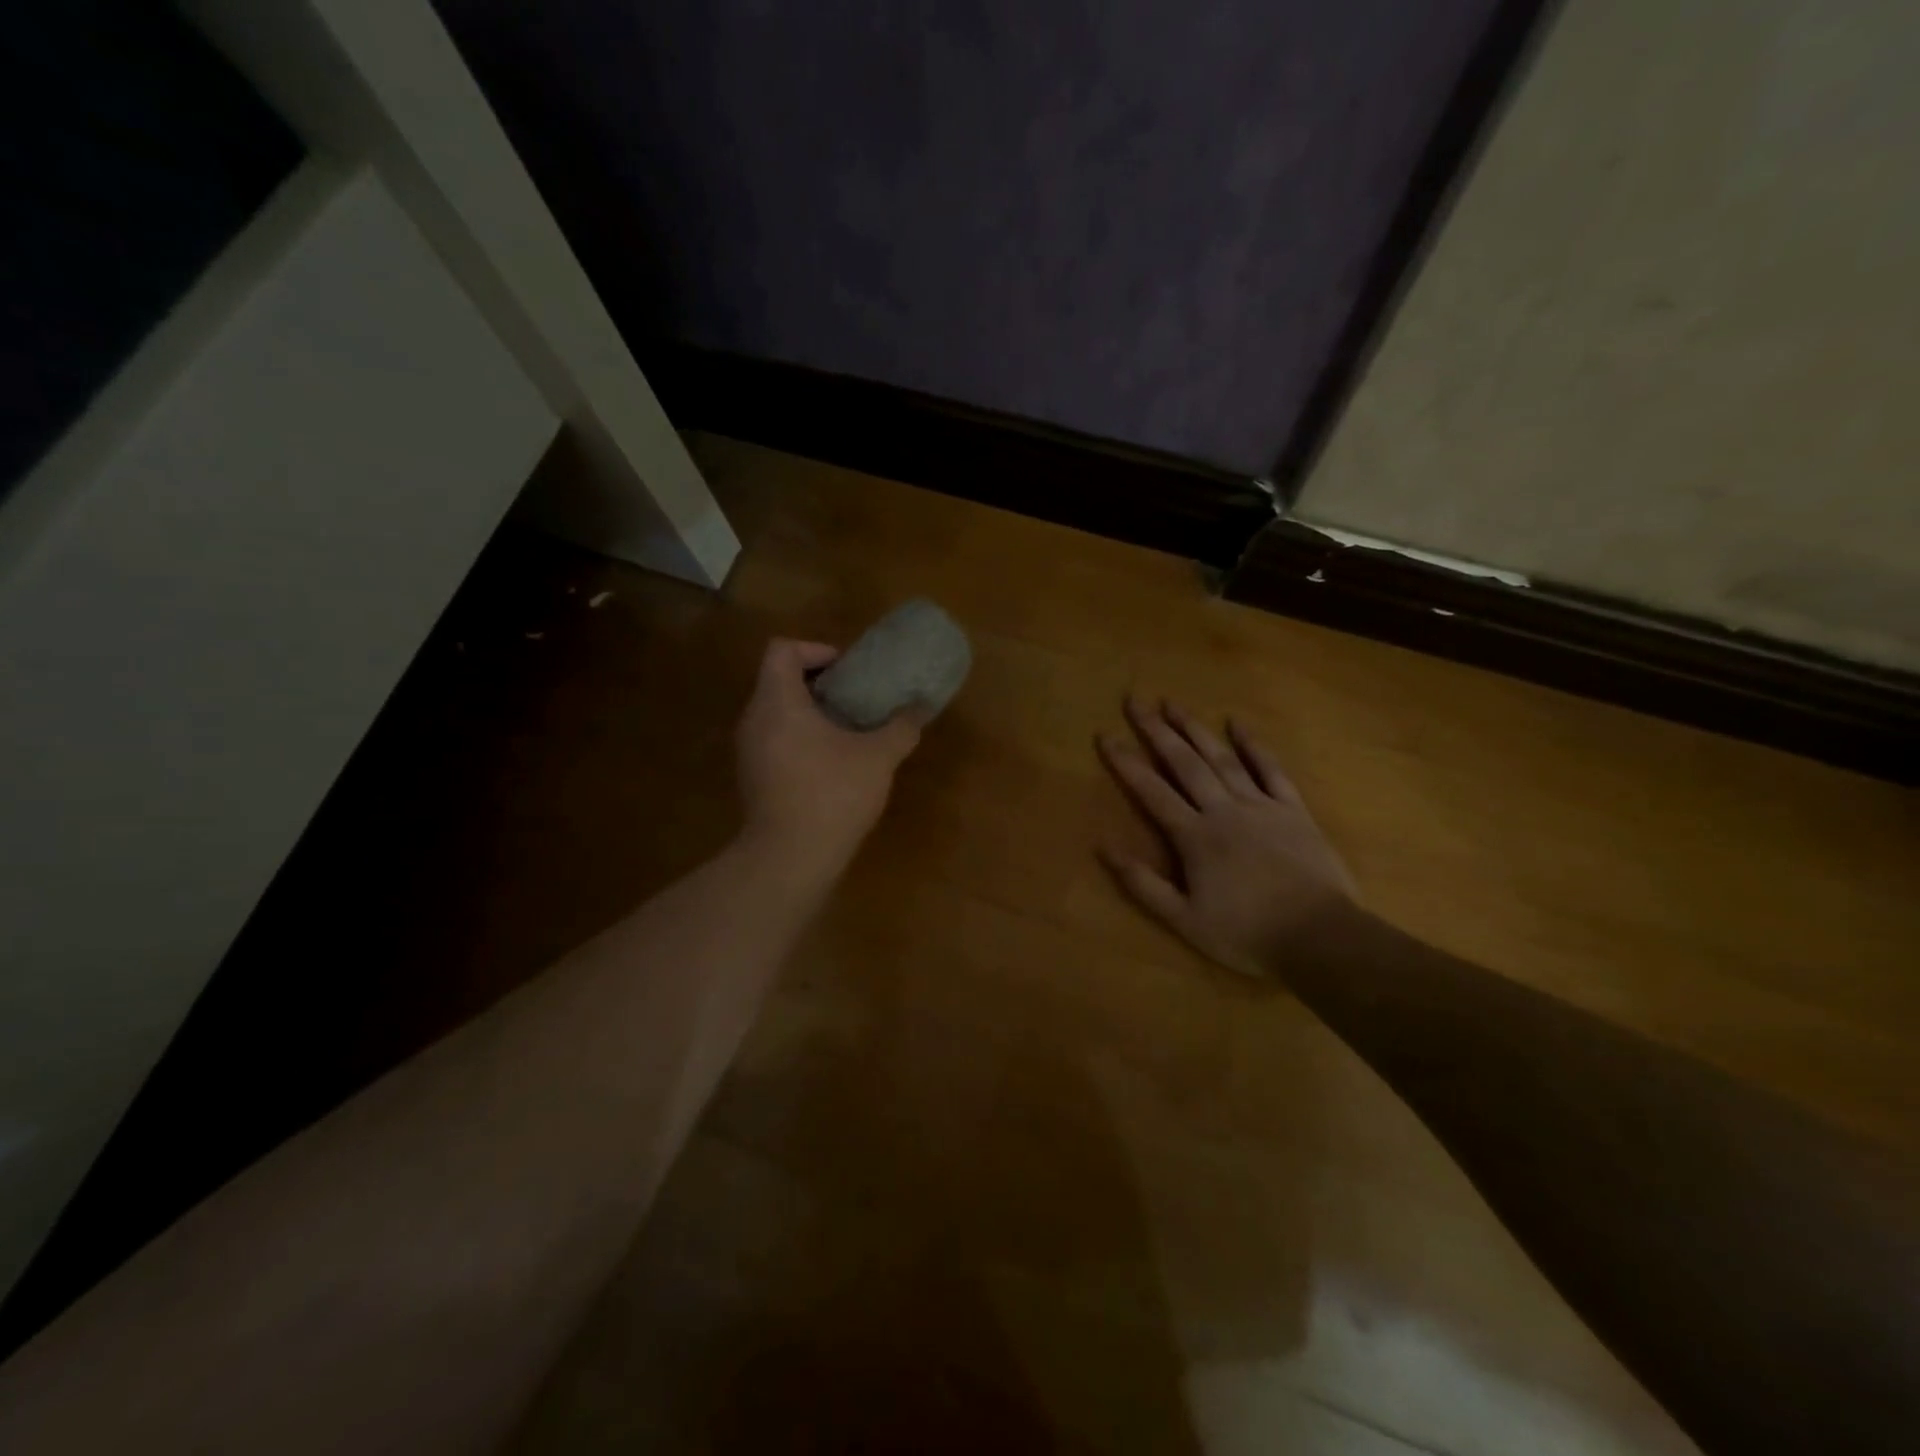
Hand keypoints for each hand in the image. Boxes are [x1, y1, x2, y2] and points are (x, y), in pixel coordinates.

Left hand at [735, 639, 923, 879]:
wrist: (790, 858)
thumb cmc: (832, 794)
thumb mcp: (878, 757)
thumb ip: (901, 727)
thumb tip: (921, 707)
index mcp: (779, 702)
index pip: (782, 650)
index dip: (815, 650)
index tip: (846, 671)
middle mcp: (754, 719)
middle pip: (778, 679)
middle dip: (818, 683)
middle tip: (854, 698)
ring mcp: (748, 751)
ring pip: (776, 713)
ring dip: (809, 713)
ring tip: (847, 730)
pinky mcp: (752, 777)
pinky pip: (774, 740)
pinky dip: (799, 739)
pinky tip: (831, 764)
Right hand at [1097, 696, 1358, 978]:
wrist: (1320, 936)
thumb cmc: (1246, 933)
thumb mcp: (1184, 920)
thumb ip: (1142, 883)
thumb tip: (1103, 848)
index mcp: (1194, 836)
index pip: (1151, 790)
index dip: (1126, 762)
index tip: (1105, 734)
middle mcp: (1223, 810)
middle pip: (1184, 763)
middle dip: (1156, 730)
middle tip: (1136, 700)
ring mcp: (1260, 805)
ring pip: (1221, 758)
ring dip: (1195, 729)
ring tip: (1173, 703)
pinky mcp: (1292, 810)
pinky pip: (1271, 769)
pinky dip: (1253, 745)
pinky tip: (1237, 724)